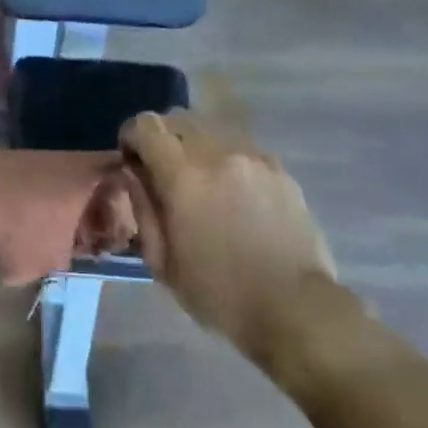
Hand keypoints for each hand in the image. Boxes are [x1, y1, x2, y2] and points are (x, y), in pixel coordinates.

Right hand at [120, 112, 335, 363]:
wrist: (295, 309)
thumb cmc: (220, 293)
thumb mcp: (163, 263)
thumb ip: (143, 208)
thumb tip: (133, 173)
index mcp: (183, 177)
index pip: (147, 125)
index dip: (132, 135)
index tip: (132, 158)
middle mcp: (217, 154)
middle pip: (179, 118)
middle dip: (164, 138)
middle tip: (164, 170)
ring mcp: (253, 158)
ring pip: (213, 130)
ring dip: (197, 146)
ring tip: (202, 180)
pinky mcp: (279, 170)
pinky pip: (243, 148)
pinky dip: (228, 160)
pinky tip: (235, 193)